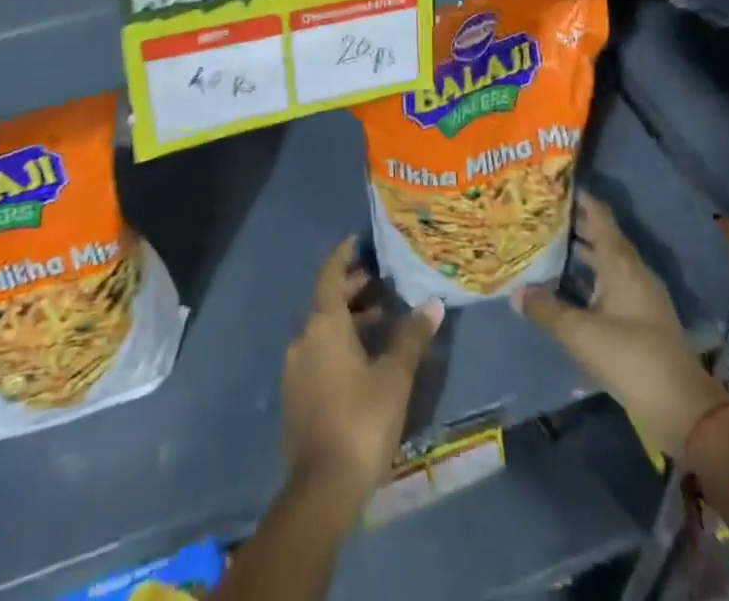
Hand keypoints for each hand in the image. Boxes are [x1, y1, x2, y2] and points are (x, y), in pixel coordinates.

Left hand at [280, 237, 443, 520]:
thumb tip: (433, 303)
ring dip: (349, 318)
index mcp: (324, 323)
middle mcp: (304, 336)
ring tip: (382, 319)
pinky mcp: (295, 393)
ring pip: (323, 327)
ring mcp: (296, 366)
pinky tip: (363, 358)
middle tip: (382, 281)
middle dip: (353, 288)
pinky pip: (318, 351)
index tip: (359, 241)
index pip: (330, 274)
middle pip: (326, 300)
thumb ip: (412, 337)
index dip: (344, 255)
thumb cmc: (361, 420)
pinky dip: (339, 342)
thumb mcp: (395, 377)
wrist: (321, 488)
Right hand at [514, 195, 728, 464]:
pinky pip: (609, 284)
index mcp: (620, 263)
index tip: (552, 183)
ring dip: (580, 252)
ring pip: (605, 262)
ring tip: (546, 244)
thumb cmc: (631, 358)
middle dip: (573, 224)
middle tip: (538, 213)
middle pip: (601, 236)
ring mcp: (639, 296)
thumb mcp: (580, 333)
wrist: (683, 409)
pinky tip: (567, 287)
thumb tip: (516, 292)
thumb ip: (546, 309)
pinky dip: (588, 277)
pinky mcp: (641, 319)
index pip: (598, 216)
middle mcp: (632, 272)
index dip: (578, 197)